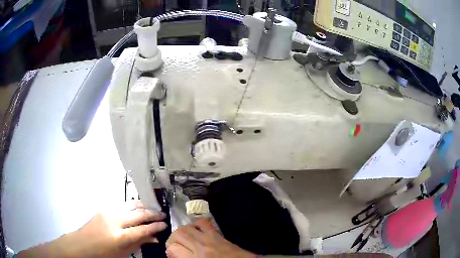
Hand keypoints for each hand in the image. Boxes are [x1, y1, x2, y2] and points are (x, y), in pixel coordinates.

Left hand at [18, 201, 167, 257]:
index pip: (143, 229)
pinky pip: (121, 205)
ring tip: (152, 209)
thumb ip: (138, 244)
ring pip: (129, 205)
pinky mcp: (103, 208)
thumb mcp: (123, 254)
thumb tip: (154, 238)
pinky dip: (131, 206)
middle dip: (152, 214)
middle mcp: (114, 221)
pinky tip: (136, 208)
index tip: (165, 224)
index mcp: (119, 236)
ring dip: (142, 206)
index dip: (155, 226)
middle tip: (162, 214)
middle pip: (137, 214)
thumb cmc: (103, 255)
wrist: (82, 245)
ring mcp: (107, 212)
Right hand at [166, 218, 255, 257]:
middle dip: (172, 239)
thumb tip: (174, 253)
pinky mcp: (219, 235)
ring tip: (183, 239)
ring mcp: (211, 238)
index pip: (173, 248)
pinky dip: (196, 224)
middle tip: (175, 246)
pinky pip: (204, 222)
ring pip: (188, 226)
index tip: (172, 255)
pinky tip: (196, 231)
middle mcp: (202, 246)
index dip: (169, 251)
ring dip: (182, 231)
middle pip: (178, 233)